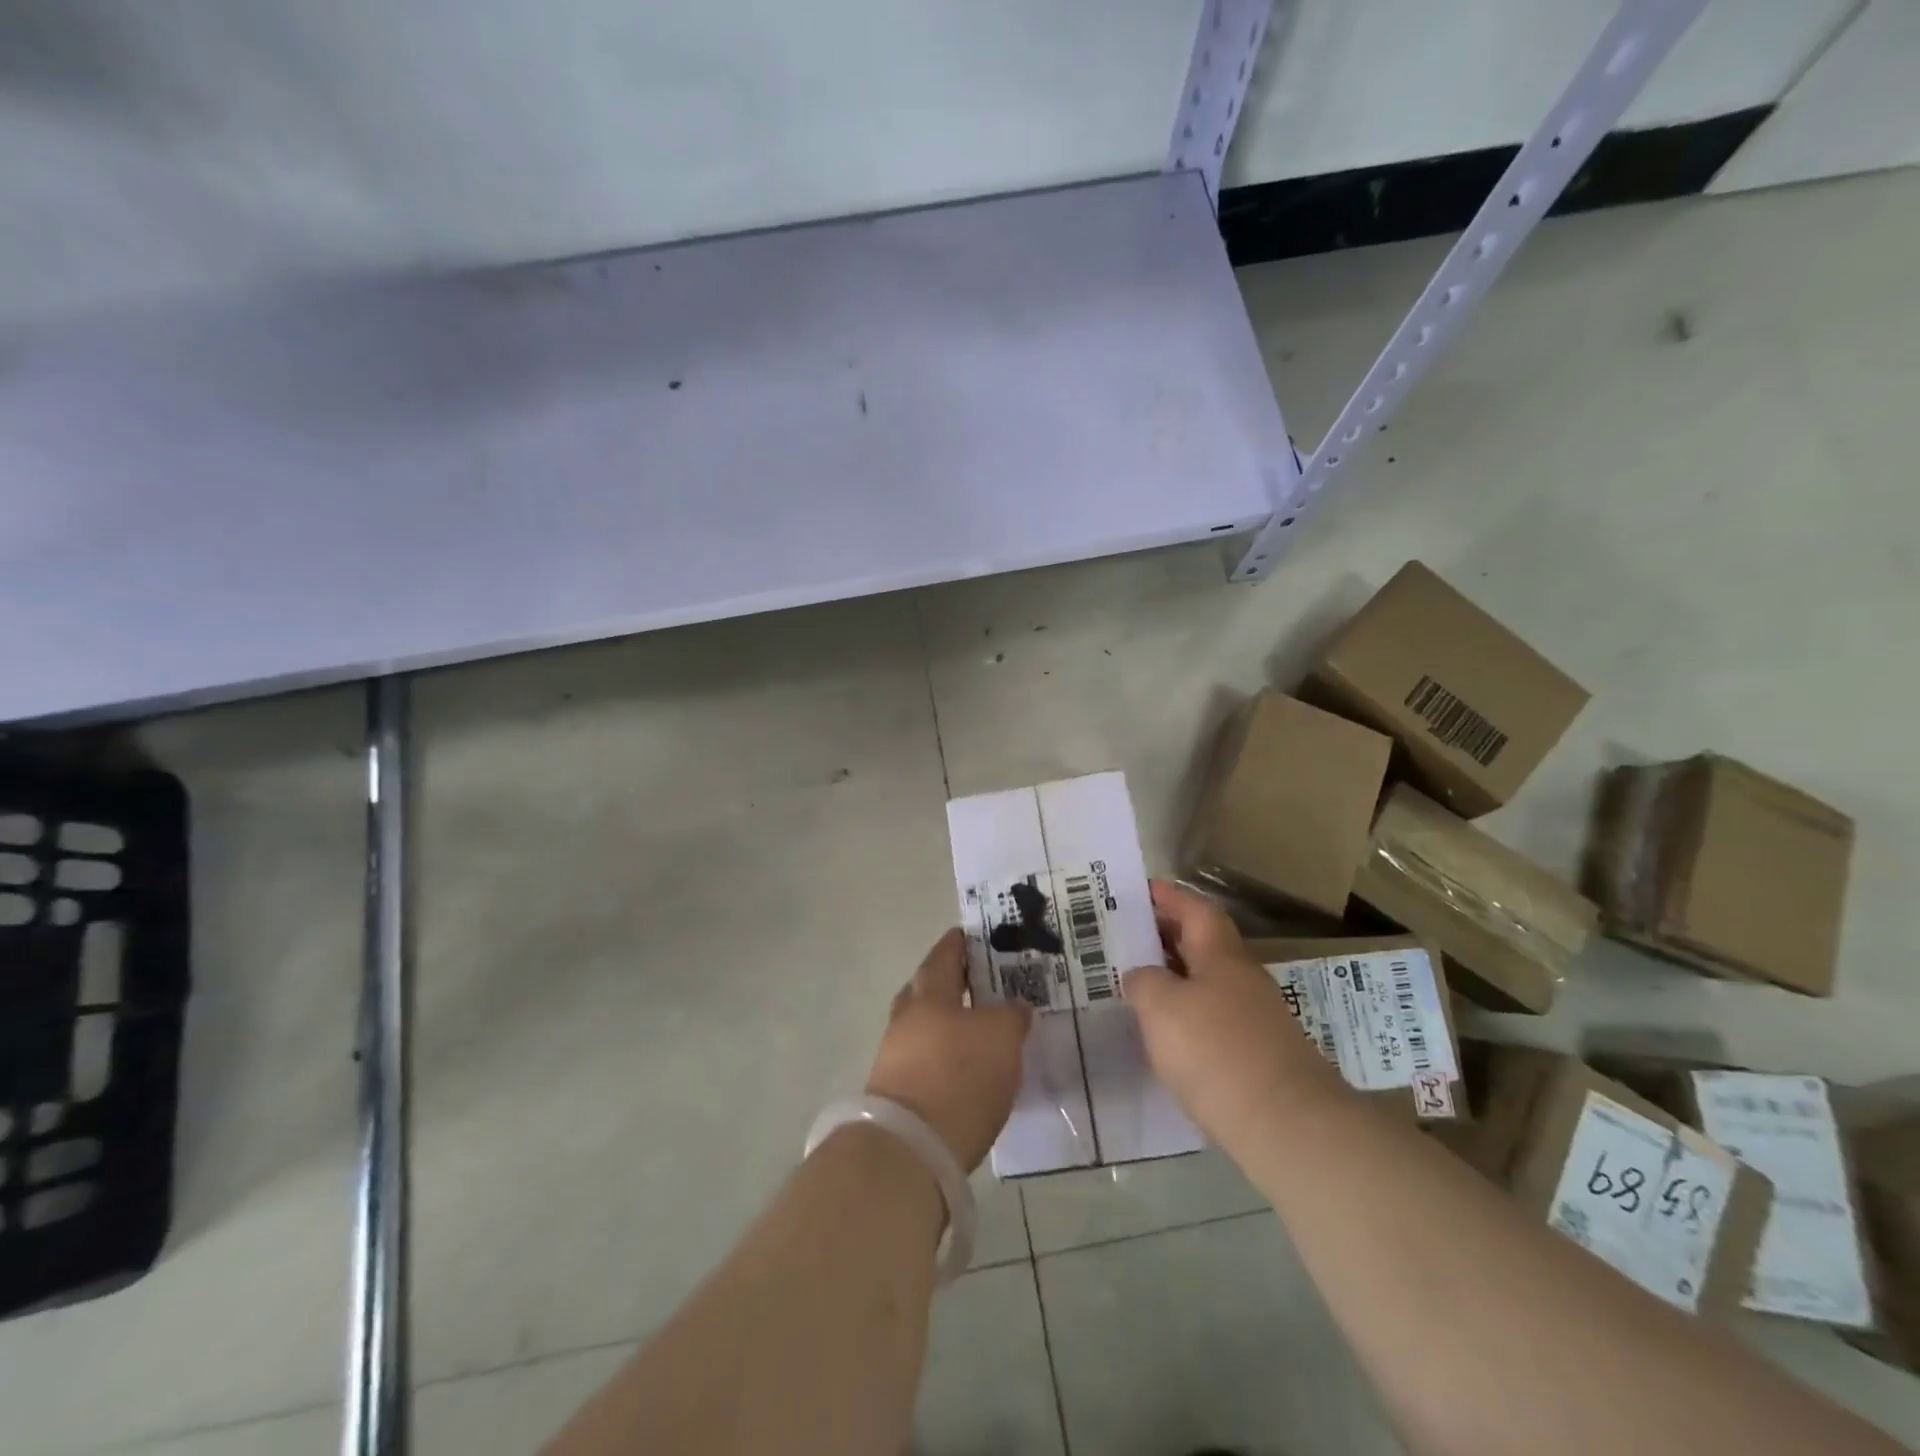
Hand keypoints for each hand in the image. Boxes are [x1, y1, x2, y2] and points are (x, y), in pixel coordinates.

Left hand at [865, 928, 1032, 1171]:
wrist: (911, 1149)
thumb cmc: (960, 1076)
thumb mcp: (1002, 1038)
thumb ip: (1013, 1016)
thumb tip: (1016, 1008)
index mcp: (929, 993)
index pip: (944, 955)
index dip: (959, 943)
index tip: (973, 935)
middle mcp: (907, 1018)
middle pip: (928, 988)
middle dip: (952, 982)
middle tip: (983, 982)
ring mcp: (896, 1056)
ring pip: (926, 1026)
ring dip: (949, 1022)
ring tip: (982, 1028)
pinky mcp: (897, 1092)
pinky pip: (925, 1059)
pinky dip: (944, 1055)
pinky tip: (966, 1067)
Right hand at [1122, 881, 1346, 1153]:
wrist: (1287, 1126)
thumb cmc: (1217, 1052)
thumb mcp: (1161, 1008)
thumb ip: (1144, 982)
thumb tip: (1141, 976)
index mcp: (1222, 956)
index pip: (1196, 910)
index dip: (1170, 897)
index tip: (1143, 890)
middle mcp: (1243, 979)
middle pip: (1204, 945)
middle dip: (1168, 936)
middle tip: (1129, 935)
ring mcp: (1256, 1019)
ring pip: (1209, 983)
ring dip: (1177, 977)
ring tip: (1139, 984)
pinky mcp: (1260, 1057)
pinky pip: (1215, 1018)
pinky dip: (1189, 1015)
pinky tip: (1167, 1034)